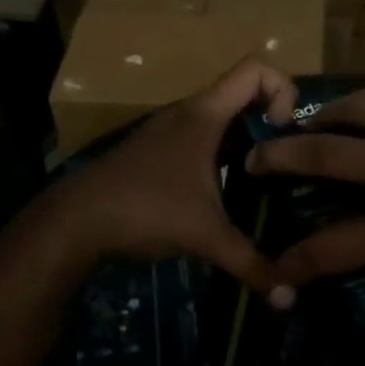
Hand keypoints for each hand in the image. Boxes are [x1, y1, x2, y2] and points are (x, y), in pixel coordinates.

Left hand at [50, 58, 299, 302]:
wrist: (76, 220)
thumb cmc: (146, 210)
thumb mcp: (206, 237)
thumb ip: (251, 263)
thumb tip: (288, 296)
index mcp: (205, 114)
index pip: (256, 69)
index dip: (283, 90)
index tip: (285, 132)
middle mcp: (188, 112)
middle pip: (243, 93)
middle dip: (271, 121)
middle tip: (286, 160)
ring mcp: (169, 130)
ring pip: (222, 119)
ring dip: (247, 140)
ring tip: (264, 179)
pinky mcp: (157, 151)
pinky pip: (203, 138)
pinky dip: (223, 154)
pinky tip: (226, 192)